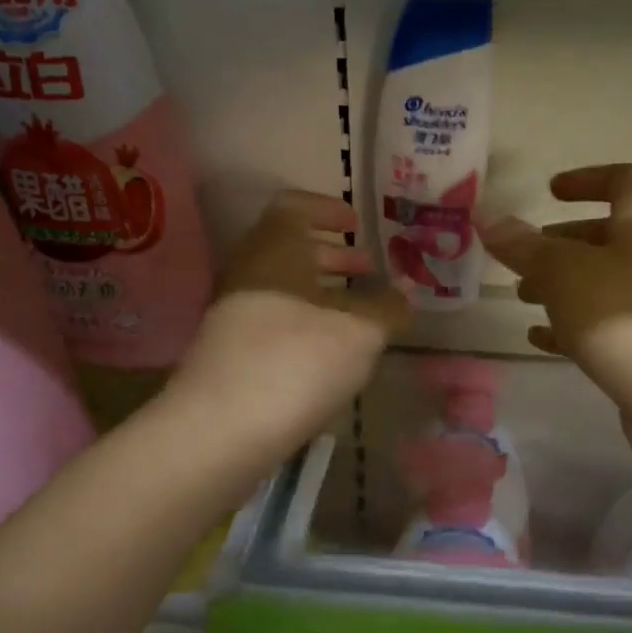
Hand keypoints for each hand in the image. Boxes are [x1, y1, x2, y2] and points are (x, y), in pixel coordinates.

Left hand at [171, 191, 407, 457]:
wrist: (224, 427)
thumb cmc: (299, 359)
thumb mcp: (362, 332)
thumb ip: (389, 307)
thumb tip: (407, 292)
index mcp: (275, 247)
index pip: (294, 205)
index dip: (327, 210)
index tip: (356, 224)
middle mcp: (248, 271)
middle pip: (289, 249)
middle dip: (332, 256)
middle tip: (368, 271)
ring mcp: (234, 313)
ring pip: (282, 288)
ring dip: (321, 293)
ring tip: (358, 315)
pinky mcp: (230, 352)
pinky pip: (273, 321)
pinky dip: (304, 323)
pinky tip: (330, 352)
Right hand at [482, 163, 631, 425]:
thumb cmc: (622, 315)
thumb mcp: (563, 273)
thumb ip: (524, 246)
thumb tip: (487, 217)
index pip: (623, 181)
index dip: (586, 179)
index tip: (549, 192)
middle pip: (608, 236)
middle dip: (562, 243)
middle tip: (523, 257)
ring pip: (602, 284)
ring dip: (562, 285)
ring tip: (522, 298)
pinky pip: (603, 326)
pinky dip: (570, 326)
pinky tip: (538, 338)